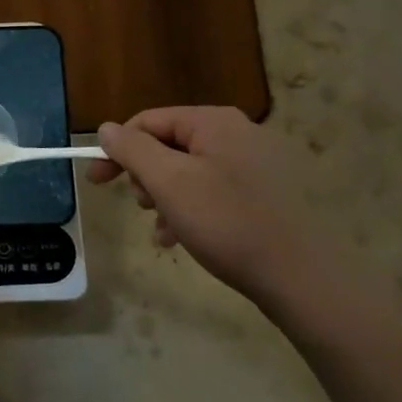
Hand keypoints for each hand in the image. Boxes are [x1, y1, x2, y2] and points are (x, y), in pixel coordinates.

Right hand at [89, 106, 327, 301]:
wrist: (306, 279)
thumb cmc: (228, 222)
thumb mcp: (168, 182)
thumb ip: (132, 149)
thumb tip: (106, 128)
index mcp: (214, 122)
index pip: (148, 121)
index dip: (116, 148)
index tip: (96, 180)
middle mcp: (239, 133)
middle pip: (170, 144)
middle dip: (146, 176)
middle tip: (139, 205)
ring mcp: (260, 164)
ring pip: (191, 171)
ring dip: (167, 197)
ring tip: (162, 230)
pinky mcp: (271, 194)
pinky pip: (216, 190)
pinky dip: (193, 209)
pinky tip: (184, 238)